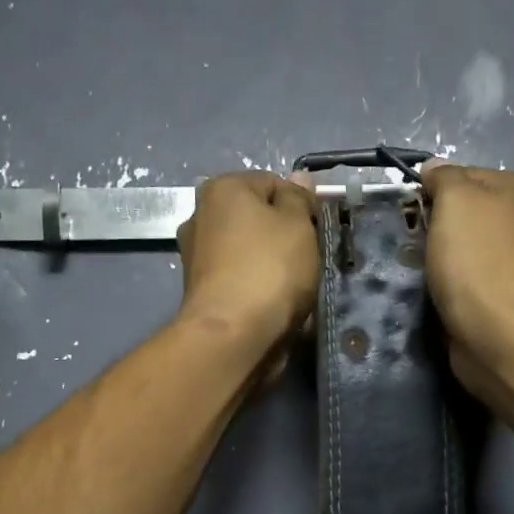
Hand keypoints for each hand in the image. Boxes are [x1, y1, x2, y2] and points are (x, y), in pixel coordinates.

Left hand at [176, 172, 318, 378]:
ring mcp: (197, 256)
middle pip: (257, 218)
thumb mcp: (297, 224)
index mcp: (221, 189)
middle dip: (284, 235)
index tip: (317, 230)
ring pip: (249, 251)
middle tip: (309, 257)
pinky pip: (241, 279)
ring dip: (272, 264)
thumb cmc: (269, 269)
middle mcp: (200, 216)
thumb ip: (299, 198)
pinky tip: (275, 303)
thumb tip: (299, 178)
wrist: (233, 336)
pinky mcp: (201, 291)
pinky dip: (258, 287)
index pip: (273, 183)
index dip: (301, 205)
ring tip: (296, 285)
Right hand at [421, 165, 513, 400]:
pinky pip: (484, 280)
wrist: (498, 334)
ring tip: (429, 272)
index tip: (417, 211)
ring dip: (455, 257)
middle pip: (478, 213)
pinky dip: (465, 285)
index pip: (473, 175)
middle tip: (420, 242)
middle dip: (448, 225)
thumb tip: (434, 168)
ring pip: (480, 248)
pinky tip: (448, 294)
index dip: (439, 190)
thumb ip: (444, 177)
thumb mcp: (454, 200)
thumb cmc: (476, 258)